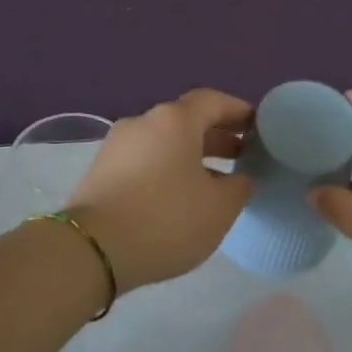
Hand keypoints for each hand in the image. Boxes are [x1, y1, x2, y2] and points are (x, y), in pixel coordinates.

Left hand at [68, 89, 253, 291]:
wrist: (93, 250)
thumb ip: (239, 186)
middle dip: (217, 135)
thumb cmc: (166, 219)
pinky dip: (168, 169)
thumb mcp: (219, 208)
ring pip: (164, 142)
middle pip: (186, 120)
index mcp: (174, 120)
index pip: (213, 101)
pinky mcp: (101, 171)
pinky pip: (145, 160)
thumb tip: (240, 178)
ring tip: (215, 180)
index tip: (259, 127)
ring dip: (192, 155)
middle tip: (243, 154)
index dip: (238, 111)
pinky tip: (181, 196)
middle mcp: (143, 122)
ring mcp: (117, 146)